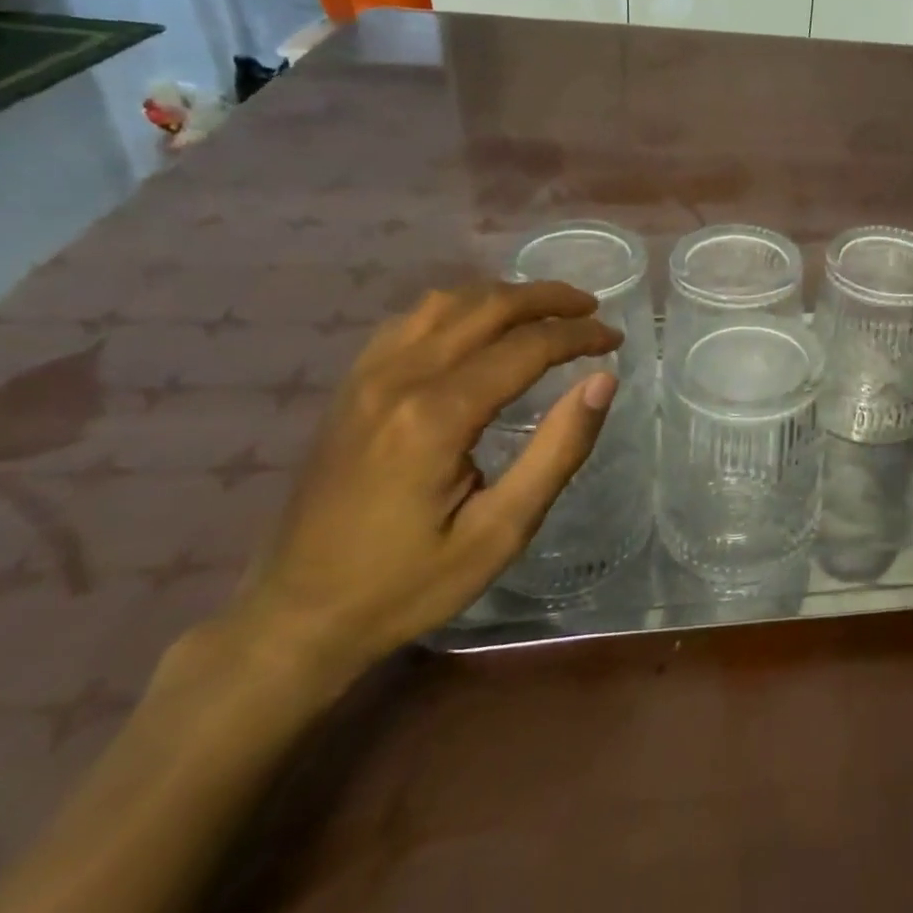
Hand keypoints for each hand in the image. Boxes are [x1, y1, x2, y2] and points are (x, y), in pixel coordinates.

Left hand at [226, 281, 623, 676]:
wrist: (297, 616)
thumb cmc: (409, 582)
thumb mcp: (501, 531)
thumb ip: (558, 450)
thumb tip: (603, 381)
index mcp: (437, 416)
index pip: (526, 346)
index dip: (578, 335)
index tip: (615, 339)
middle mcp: (399, 379)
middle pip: (486, 307)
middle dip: (548, 299)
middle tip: (591, 309)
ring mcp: (366, 377)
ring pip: (446, 302)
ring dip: (504, 296)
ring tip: (546, 310)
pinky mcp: (350, 386)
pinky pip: (411, 320)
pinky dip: (459, 308)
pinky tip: (479, 326)